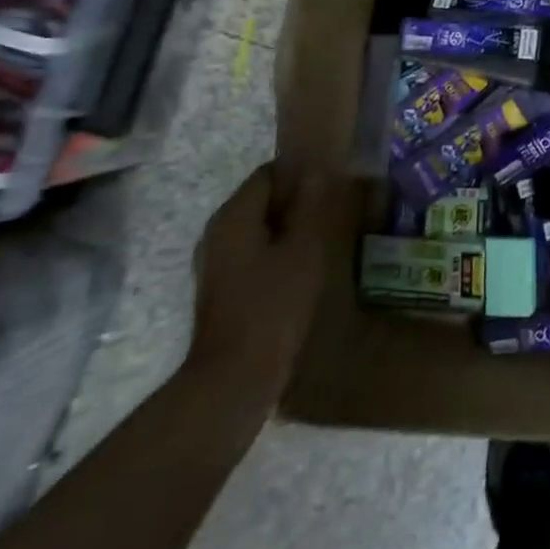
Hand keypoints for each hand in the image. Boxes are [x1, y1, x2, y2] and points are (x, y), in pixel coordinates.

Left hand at [186, 165, 326, 406]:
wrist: (235, 377)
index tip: (332, 184)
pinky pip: (253, 253)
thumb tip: (317, 171)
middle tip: (334, 211)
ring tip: (324, 238)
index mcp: (233, 217)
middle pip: (261, 200)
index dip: (300, 173)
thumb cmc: (273, 305)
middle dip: (296, 202)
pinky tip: (304, 268)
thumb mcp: (303, 249)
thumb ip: (310, 206)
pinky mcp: (222, 288)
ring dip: (289, 229)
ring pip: (258, 228)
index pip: (268, 174)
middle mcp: (217, 233)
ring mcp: (215, 263)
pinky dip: (277, 252)